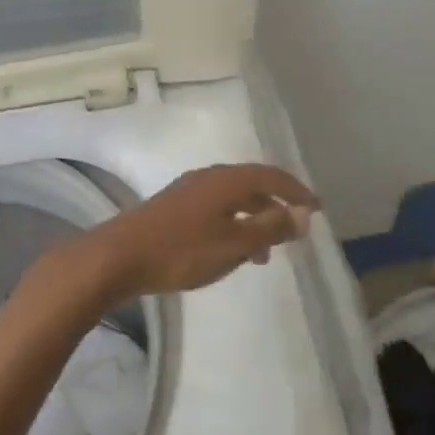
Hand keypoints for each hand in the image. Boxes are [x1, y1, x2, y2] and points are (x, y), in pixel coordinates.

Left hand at [78, 164, 317, 305]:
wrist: (117, 257)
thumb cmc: (181, 251)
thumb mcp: (233, 244)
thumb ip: (270, 228)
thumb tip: (302, 215)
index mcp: (226, 180)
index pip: (272, 177)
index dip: (297, 192)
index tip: (316, 209)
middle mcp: (209, 177)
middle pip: (252, 185)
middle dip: (276, 206)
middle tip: (294, 230)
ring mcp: (189, 191)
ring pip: (233, 199)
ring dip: (254, 220)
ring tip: (265, 253)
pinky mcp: (174, 207)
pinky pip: (216, 209)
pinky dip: (234, 225)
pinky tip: (231, 251)